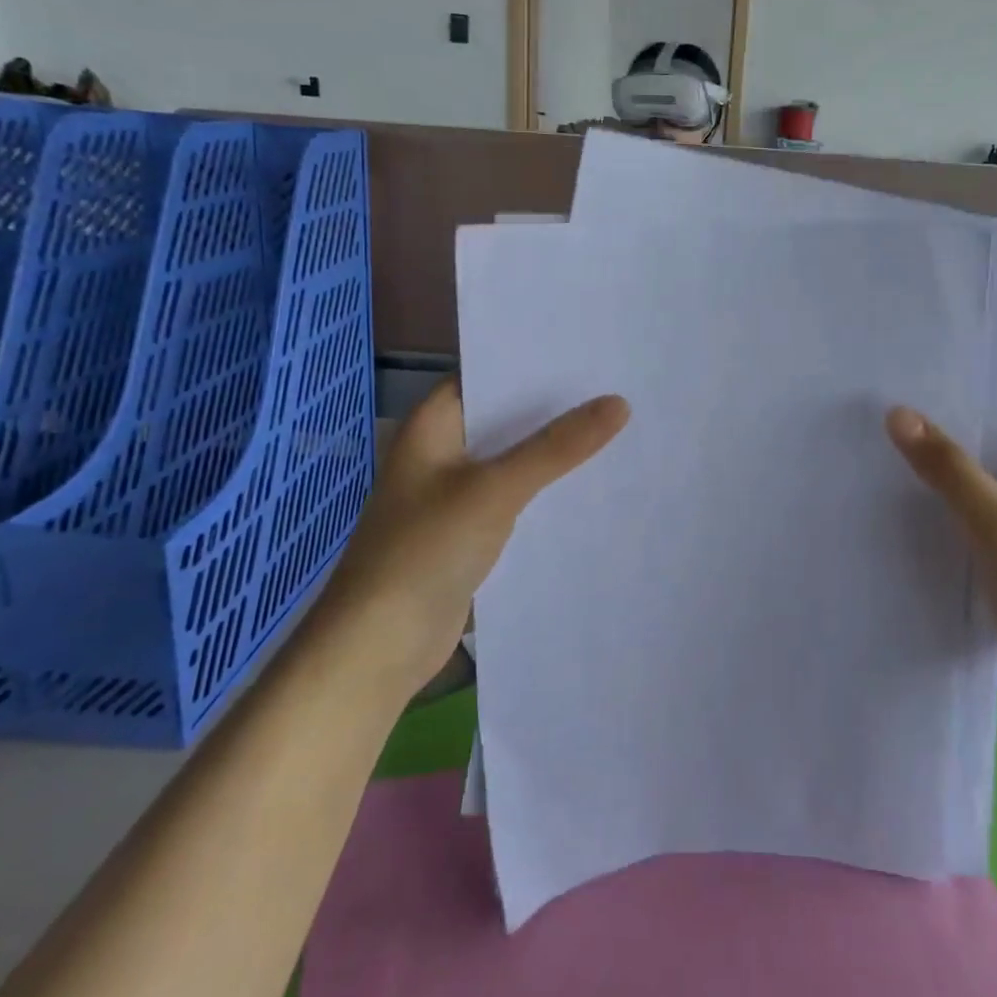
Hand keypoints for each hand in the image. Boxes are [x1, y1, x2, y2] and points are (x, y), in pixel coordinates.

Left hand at [329, 381, 628, 693]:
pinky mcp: (468, 532)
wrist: (379, 647)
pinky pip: (515, 498)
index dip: (534, 361)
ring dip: (554, 451)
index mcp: (433, 425)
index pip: (487, 373)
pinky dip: (545, 490)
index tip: (590, 350)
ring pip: (514, 459)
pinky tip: (590, 485)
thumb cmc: (425, 550)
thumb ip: (556, 447)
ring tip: (618, 427)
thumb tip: (618, 403)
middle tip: (617, 385)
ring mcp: (454, 494)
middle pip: (505, 417)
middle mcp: (442, 451)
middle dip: (555, 407)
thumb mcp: (495, 489)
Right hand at [885, 410, 996, 734]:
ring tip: (881, 458)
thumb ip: (949, 468)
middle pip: (994, 454)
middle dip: (944, 442)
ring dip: (943, 484)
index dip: (963, 402)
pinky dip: (948, 521)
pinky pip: (979, 529)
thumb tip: (897, 413)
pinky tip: (903, 513)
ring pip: (983, 494)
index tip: (907, 388)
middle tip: (882, 420)